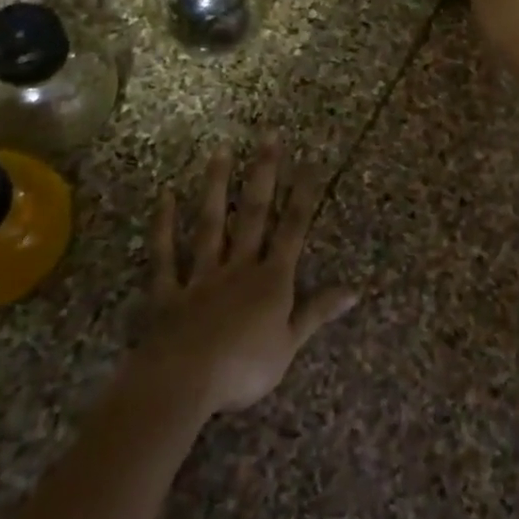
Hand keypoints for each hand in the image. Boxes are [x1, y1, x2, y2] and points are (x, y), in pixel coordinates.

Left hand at [136, 136, 358, 416]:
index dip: (303, 196)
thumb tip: (355, 289)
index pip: (292, 230)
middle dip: (264, 174)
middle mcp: (238, 266)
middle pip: (253, 214)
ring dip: (216, 187)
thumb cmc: (244, 368)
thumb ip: (318, 311)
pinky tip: (165, 196)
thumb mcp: (291, 344)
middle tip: (267, 136)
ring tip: (221, 151)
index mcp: (271, 280)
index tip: (310, 162)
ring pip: (210, 224)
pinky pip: (165, 255)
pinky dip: (163, 227)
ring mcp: (201, 275)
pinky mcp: (168, 291)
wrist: (184, 382)